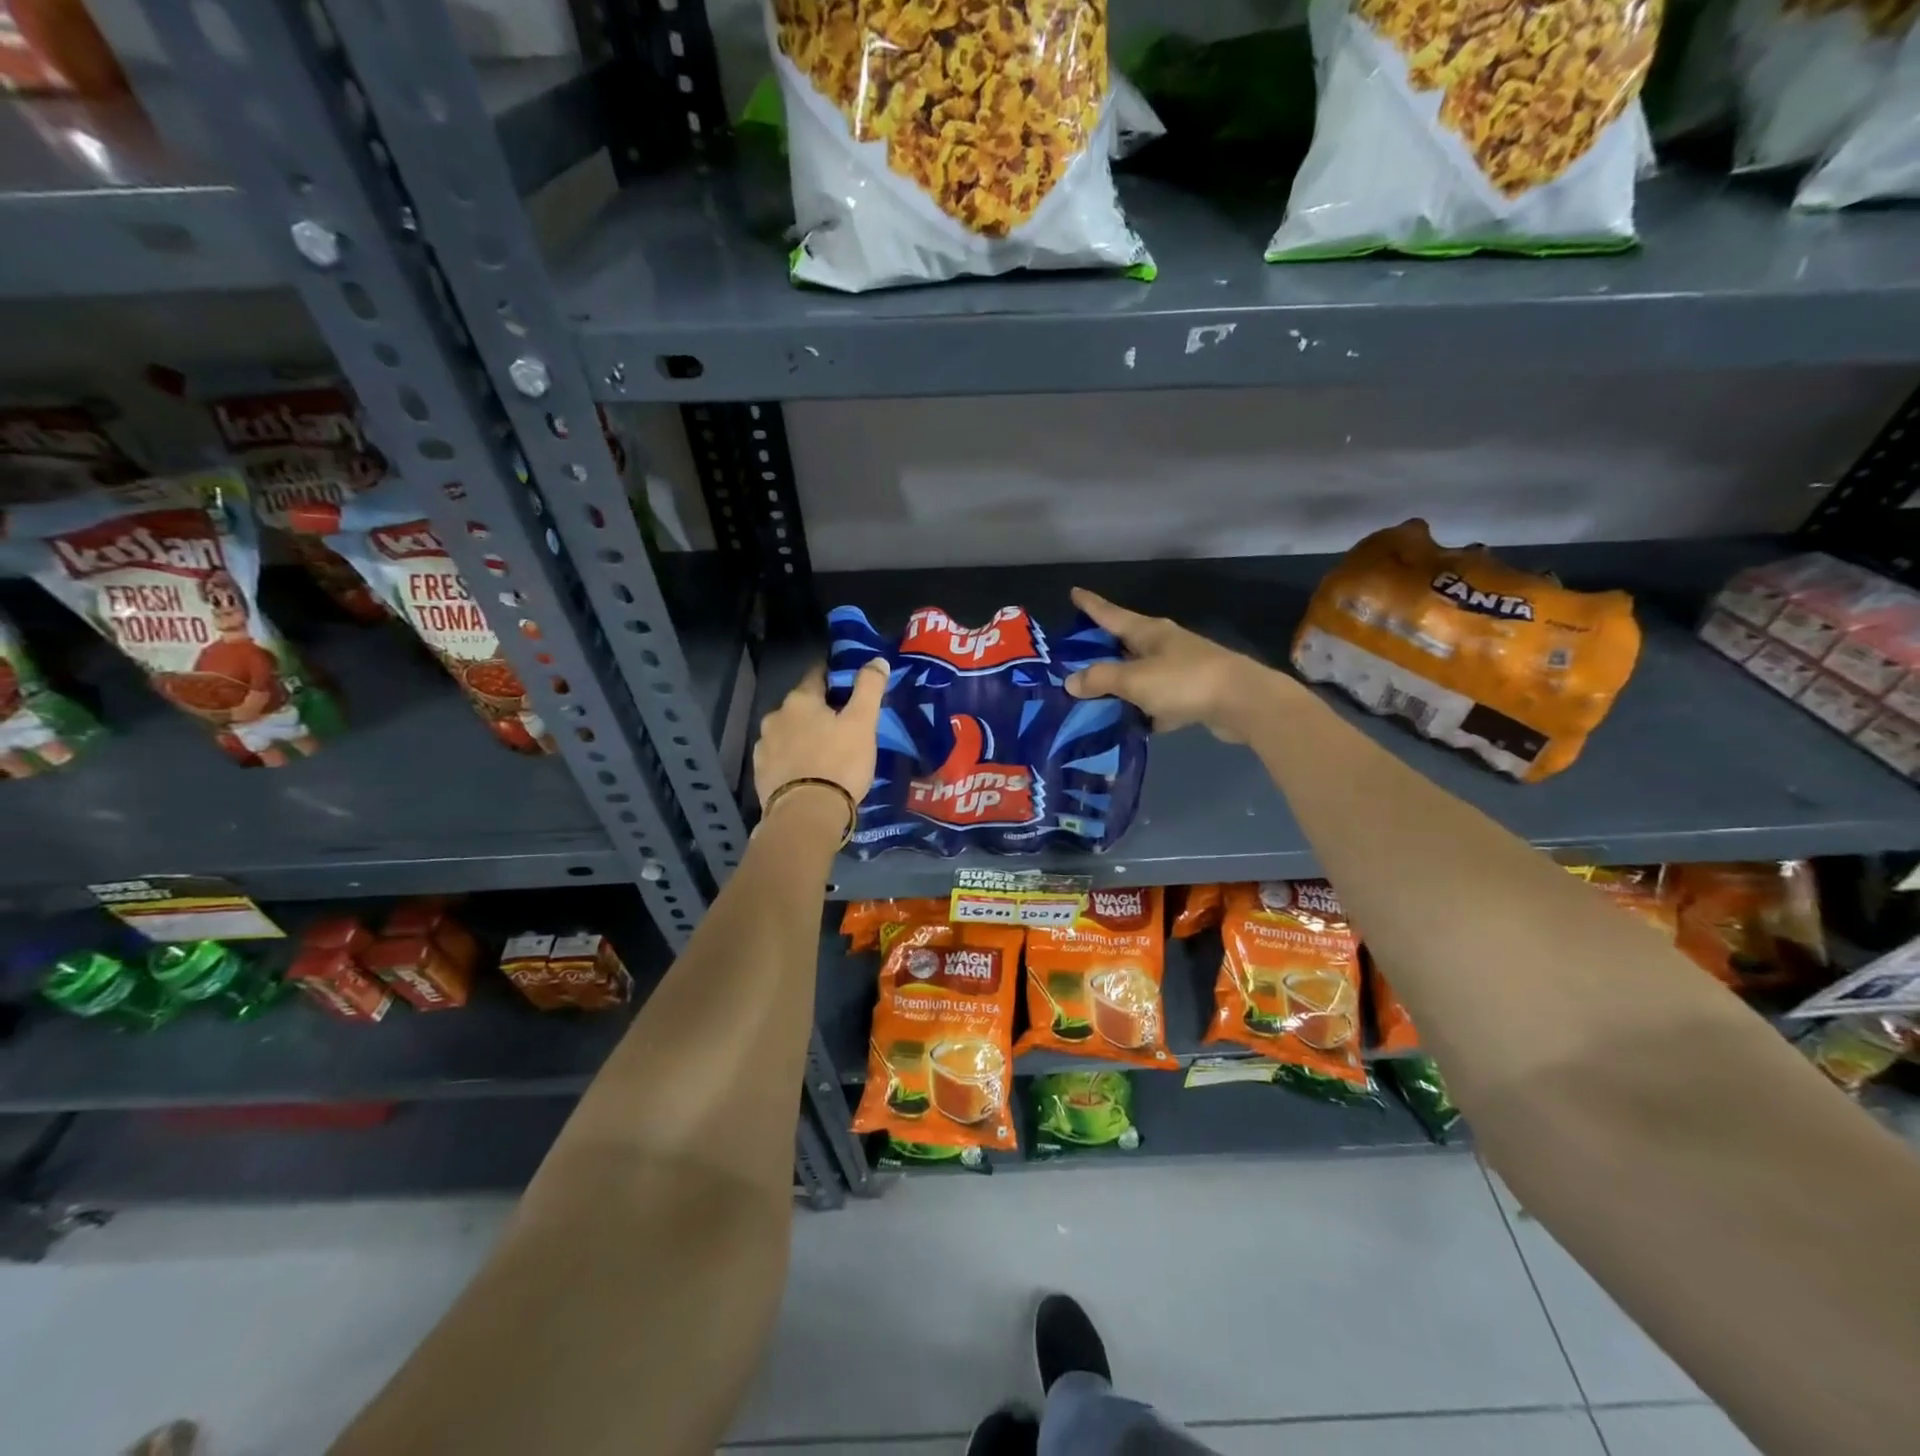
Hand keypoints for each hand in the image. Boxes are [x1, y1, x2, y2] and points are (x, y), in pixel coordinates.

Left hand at [753, 658, 889, 814]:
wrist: (806, 815)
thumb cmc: (839, 763)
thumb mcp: (863, 723)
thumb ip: (869, 688)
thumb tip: (876, 660)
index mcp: (800, 699)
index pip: (817, 674)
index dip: (834, 677)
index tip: (848, 686)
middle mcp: (775, 716)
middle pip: (801, 705)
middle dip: (819, 710)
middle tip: (842, 725)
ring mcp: (764, 745)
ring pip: (789, 731)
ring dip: (804, 735)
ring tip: (825, 751)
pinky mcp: (760, 773)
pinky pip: (780, 756)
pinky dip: (793, 758)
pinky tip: (807, 771)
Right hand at [1064, 588, 1276, 742]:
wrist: (1243, 702)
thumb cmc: (1184, 681)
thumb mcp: (1135, 679)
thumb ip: (1101, 679)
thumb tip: (1071, 681)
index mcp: (1149, 632)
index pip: (1111, 614)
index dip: (1091, 605)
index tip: (1074, 592)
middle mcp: (1164, 645)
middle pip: (1125, 643)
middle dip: (1102, 649)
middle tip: (1074, 657)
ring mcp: (1181, 669)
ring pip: (1141, 674)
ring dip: (1122, 684)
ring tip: (1094, 697)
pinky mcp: (1193, 695)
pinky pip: (1158, 700)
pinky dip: (1144, 710)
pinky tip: (1130, 724)